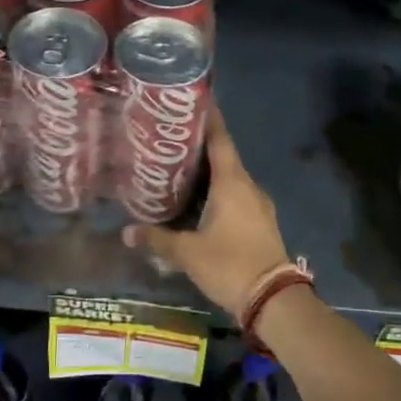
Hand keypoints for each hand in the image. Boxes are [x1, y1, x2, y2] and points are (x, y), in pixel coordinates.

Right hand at [122, 107, 289, 314]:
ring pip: (231, 180)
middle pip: (224, 158)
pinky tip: (200, 203)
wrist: (273, 299)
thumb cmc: (230, 264)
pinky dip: (218, 193)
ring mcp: (258, 206)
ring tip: (180, 170)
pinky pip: (237, 197)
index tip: (196, 101)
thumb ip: (157, 239)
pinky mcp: (261, 223)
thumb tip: (126, 232)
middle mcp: (248, 187)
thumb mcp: (187, 253)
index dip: (209, 120)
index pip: (220, 140)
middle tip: (171, 140)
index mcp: (233, 183)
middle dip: (200, 148)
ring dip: (209, 174)